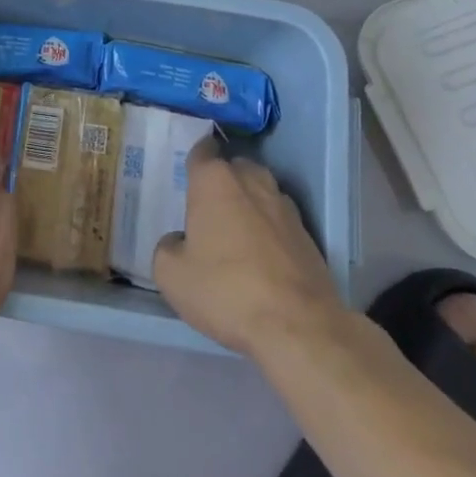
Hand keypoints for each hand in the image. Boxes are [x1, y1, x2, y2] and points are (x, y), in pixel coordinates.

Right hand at [153, 138, 344, 359]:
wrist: (297, 326)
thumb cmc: (225, 290)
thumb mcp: (171, 275)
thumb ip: (168, 247)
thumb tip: (180, 241)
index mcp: (215, 180)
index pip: (202, 151)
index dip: (194, 160)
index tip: (187, 176)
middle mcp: (252, 181)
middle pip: (234, 168)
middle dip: (223, 182)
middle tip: (208, 211)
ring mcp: (284, 206)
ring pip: (260, 192)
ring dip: (248, 205)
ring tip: (236, 236)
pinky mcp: (308, 234)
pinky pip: (280, 221)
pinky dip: (270, 232)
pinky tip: (262, 261)